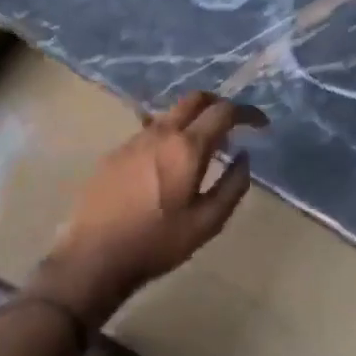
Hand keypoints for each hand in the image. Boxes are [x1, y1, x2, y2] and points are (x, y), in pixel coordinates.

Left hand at [37, 93, 267, 323]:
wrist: (95, 255)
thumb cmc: (157, 243)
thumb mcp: (207, 223)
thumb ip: (232, 186)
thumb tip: (244, 157)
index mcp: (186, 147)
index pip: (223, 111)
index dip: (247, 112)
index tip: (260, 124)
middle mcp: (160, 133)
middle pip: (194, 99)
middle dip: (218, 103)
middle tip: (233, 123)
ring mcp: (134, 140)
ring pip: (170, 114)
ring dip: (192, 120)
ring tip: (203, 147)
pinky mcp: (116, 153)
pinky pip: (150, 131)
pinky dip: (170, 135)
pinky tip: (169, 163)